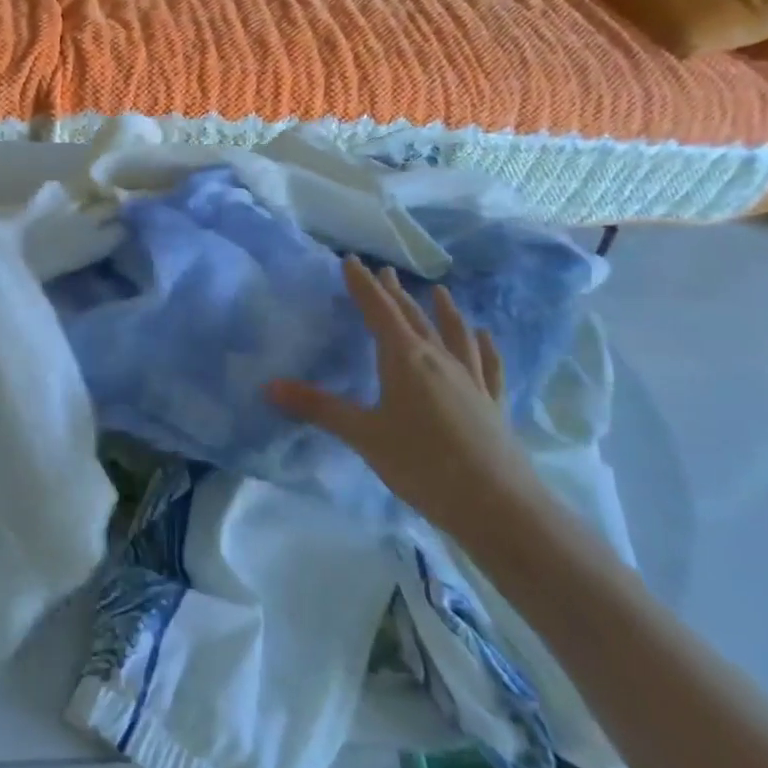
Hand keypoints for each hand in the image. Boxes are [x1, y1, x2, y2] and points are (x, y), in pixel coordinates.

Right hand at [270, 257, 541, 538]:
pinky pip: (487, 365)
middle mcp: (438, 359)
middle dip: (394, 294)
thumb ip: (319, 408)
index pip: (378, 311)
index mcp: (404, 359)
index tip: (352, 260)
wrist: (498, 506)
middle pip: (413, 317)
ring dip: (443, 311)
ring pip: (453, 334)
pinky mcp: (492, 403)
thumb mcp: (363, 435)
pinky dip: (484, 346)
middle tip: (383, 272)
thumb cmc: (423, 465)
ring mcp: (470, 380)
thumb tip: (269, 386)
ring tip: (438, 291)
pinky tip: (485, 336)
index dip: (362, 285)